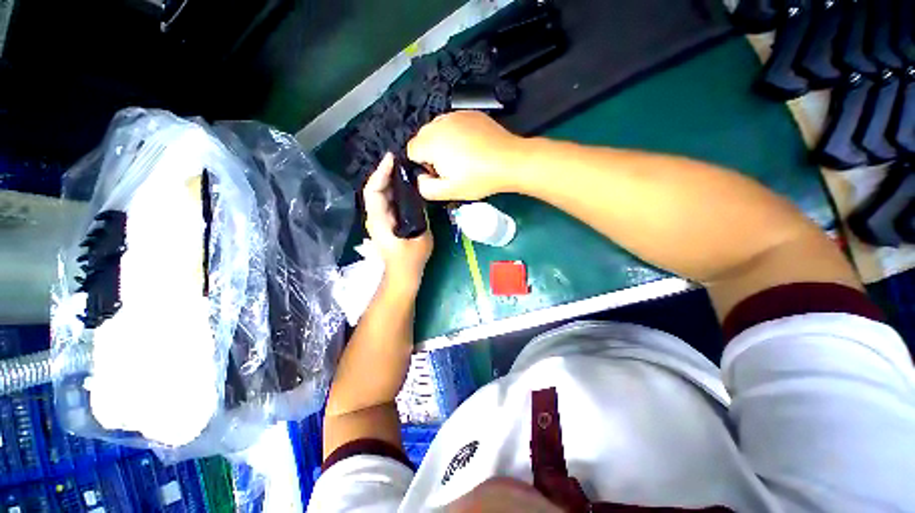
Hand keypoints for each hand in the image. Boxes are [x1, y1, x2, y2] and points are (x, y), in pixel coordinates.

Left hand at [363, 153, 432, 288]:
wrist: (402, 274)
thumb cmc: (411, 259)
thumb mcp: (421, 236)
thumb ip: (419, 214)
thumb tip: (418, 195)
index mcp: (380, 221)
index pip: (374, 191)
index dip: (380, 173)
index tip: (391, 158)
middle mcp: (374, 217)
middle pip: (375, 189)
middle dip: (385, 172)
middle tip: (401, 160)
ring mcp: (378, 219)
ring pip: (380, 194)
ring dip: (389, 180)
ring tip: (404, 168)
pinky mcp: (384, 221)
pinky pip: (386, 201)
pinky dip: (393, 190)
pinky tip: (405, 185)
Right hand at [407, 111, 526, 200]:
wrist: (510, 161)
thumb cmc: (479, 178)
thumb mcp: (449, 192)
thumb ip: (426, 188)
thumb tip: (421, 178)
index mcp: (430, 141)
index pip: (412, 151)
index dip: (423, 165)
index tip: (440, 174)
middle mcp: (439, 123)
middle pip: (423, 139)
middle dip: (431, 153)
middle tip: (452, 168)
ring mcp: (456, 115)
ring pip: (439, 130)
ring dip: (444, 144)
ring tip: (464, 158)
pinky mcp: (471, 114)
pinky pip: (455, 124)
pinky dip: (457, 135)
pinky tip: (473, 148)